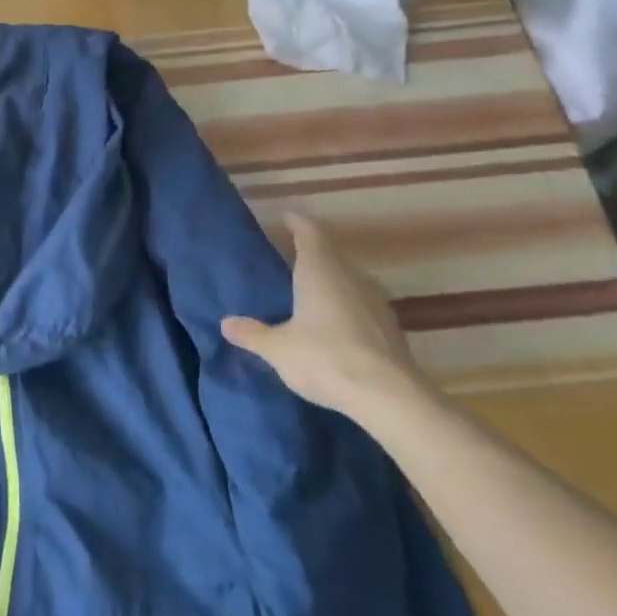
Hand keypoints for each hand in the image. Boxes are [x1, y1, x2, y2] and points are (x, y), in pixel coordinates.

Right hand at [221, 212, 425, 421]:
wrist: (390, 397)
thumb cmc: (325, 358)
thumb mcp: (278, 349)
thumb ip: (252, 333)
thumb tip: (225, 323)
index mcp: (320, 271)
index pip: (309, 233)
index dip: (297, 223)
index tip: (286, 217)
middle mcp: (350, 277)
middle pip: (331, 255)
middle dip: (312, 254)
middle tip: (290, 258)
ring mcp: (376, 302)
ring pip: (349, 280)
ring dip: (332, 281)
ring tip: (311, 292)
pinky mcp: (391, 328)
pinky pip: (363, 305)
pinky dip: (347, 307)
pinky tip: (337, 325)